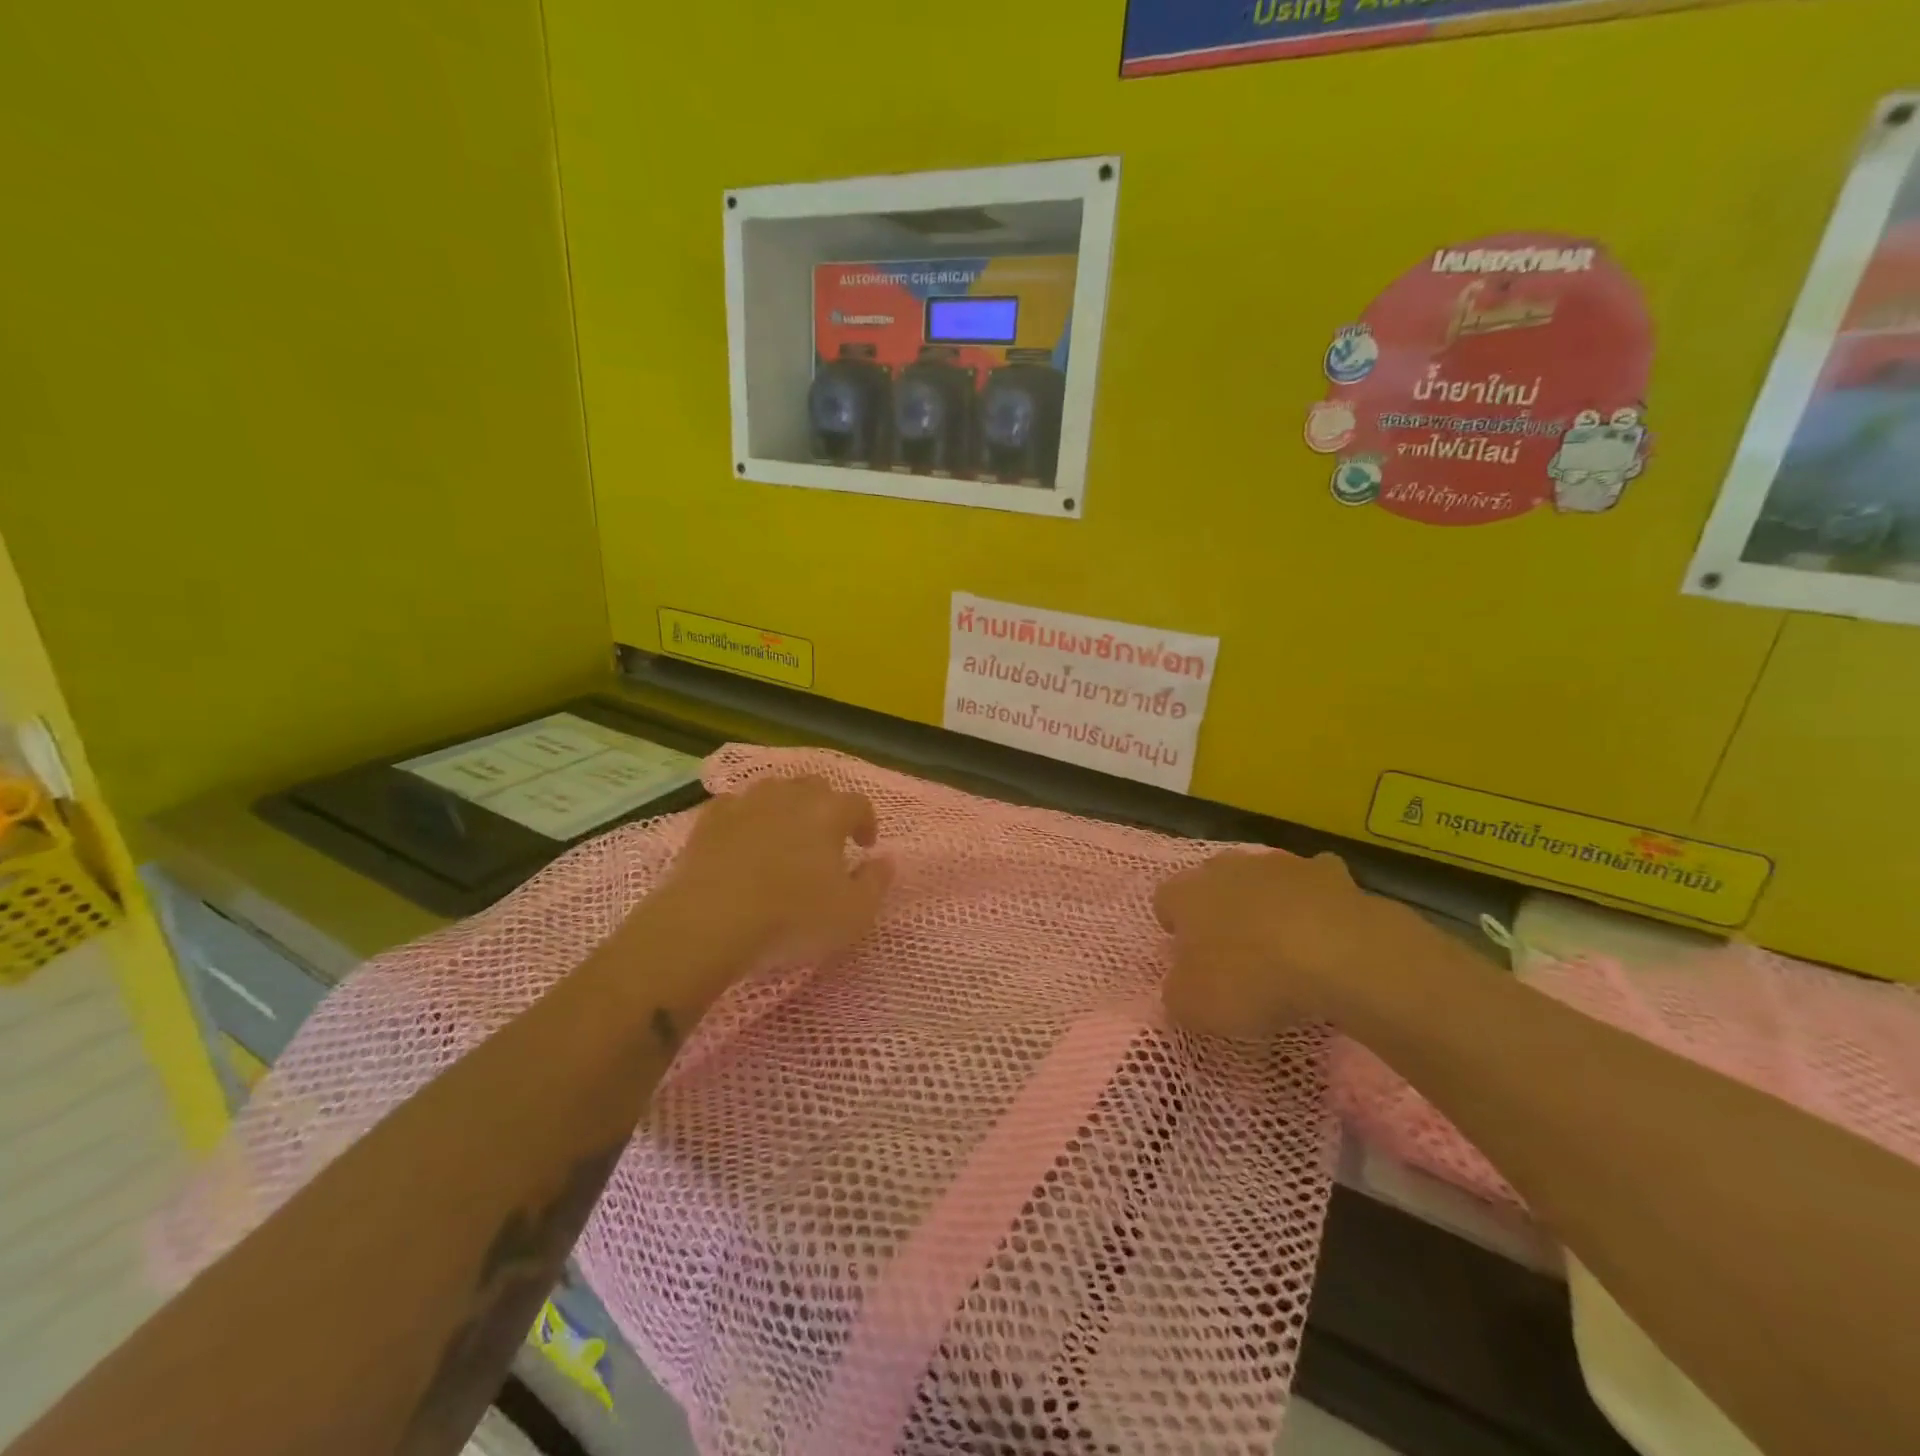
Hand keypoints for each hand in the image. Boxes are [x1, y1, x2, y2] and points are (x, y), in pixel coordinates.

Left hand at [622, 776, 894, 1023]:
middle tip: (827, 838)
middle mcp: (790, 797)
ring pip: (775, 789)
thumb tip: (886, 859)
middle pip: (816, 787)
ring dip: (787, 806)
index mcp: (829, 813)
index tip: (864, 846)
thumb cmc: (791, 918)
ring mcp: (747, 803)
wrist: (709, 922)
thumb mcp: (853, 914)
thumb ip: (876, 883)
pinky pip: (735, 805)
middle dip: (827, 807)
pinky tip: (743, 837)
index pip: (858, 803)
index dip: (866, 822)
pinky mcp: (710, 819)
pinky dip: (746, 816)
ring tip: (786, 834)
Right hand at [1154, 850, 1425, 1039]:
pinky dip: (1316, 902)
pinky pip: (1314, 882)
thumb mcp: (1195, 1007)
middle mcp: (1226, 868)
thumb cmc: (1251, 979)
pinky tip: (1327, 933)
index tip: (1187, 957)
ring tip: (1283, 944)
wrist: (1338, 955)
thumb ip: (1177, 994)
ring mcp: (1278, 864)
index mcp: (1187, 895)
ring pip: (1262, 876)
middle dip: (1219, 907)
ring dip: (1266, 901)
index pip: (1165, 900)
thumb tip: (1180, 987)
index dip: (1174, 927)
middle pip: (1212, 880)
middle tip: (1234, 949)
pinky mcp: (1327, 871)